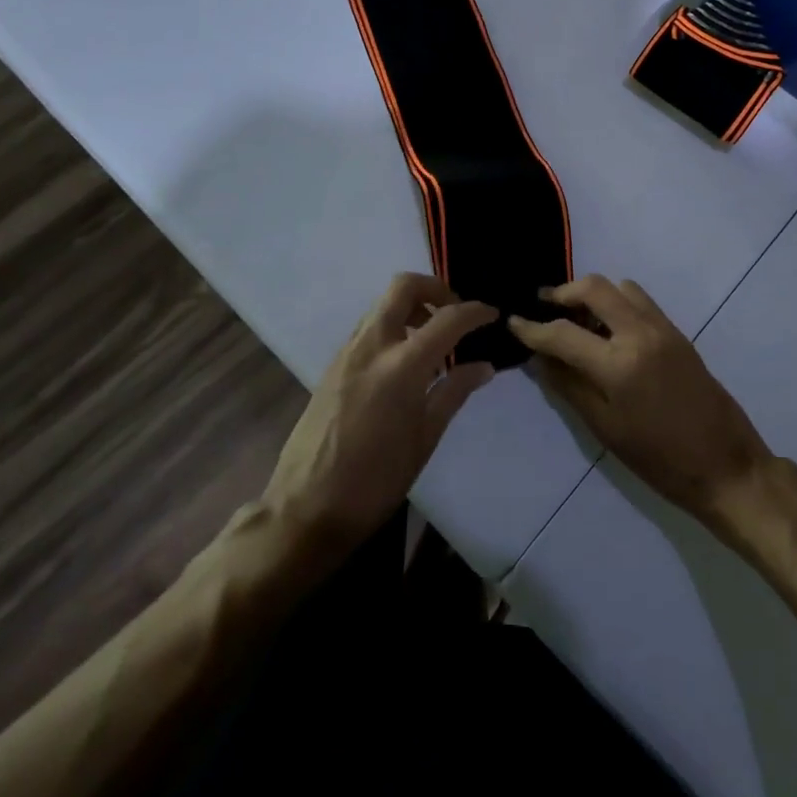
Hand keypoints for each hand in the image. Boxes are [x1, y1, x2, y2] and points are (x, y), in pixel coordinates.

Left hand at [263, 274, 495, 562]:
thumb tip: (484, 365)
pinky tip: (404, 361)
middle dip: (435, 289)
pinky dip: (392, 326)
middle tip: (455, 314)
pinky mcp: (333, 365)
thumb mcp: (425, 438)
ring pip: (383, 304)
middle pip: (403, 287)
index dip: (475, 311)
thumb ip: (455, 392)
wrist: (305, 508)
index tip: (492, 315)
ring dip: (412, 306)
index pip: (448, 319)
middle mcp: (372, 345)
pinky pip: (368, 327)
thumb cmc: (376, 480)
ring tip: (433, 339)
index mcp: (402, 365)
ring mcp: (348, 352)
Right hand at [509, 276, 772, 528]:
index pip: (563, 333)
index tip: (513, 321)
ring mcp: (662, 327)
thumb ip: (569, 386)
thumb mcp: (605, 429)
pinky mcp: (677, 331)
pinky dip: (617, 301)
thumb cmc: (659, 459)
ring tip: (577, 318)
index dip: (533, 328)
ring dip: (593, 294)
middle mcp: (640, 333)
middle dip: (563, 293)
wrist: (725, 464)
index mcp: (618, 365)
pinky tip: (608, 327)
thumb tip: (540, 358)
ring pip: (619, 286)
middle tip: (544, 307)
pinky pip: (640, 299)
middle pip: (594, 288)